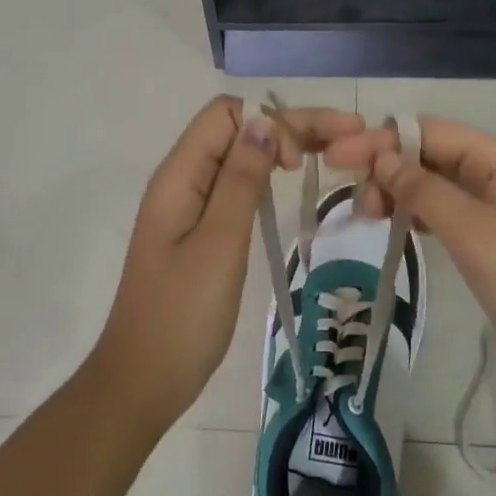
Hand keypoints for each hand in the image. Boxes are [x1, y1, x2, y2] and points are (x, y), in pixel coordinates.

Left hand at [91, 95, 364, 429]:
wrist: (143, 381)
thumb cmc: (181, 316)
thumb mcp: (218, 244)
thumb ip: (239, 180)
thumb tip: (264, 120)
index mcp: (179, 176)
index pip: (227, 114)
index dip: (270, 121)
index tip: (302, 160)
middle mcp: (183, 180)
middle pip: (238, 130)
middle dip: (292, 125)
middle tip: (352, 133)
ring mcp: (190, 206)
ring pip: (241, 155)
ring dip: (283, 146)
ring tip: (335, 151)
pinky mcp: (200, 231)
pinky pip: (236, 184)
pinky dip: (268, 175)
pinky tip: (293, 181)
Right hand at [326, 116, 495, 398]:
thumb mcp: (474, 233)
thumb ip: (424, 190)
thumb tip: (381, 157)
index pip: (427, 130)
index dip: (379, 140)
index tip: (334, 161)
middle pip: (431, 153)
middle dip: (387, 166)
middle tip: (356, 205)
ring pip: (438, 184)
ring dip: (400, 191)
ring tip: (368, 217)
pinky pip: (451, 213)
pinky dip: (420, 215)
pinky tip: (399, 227)